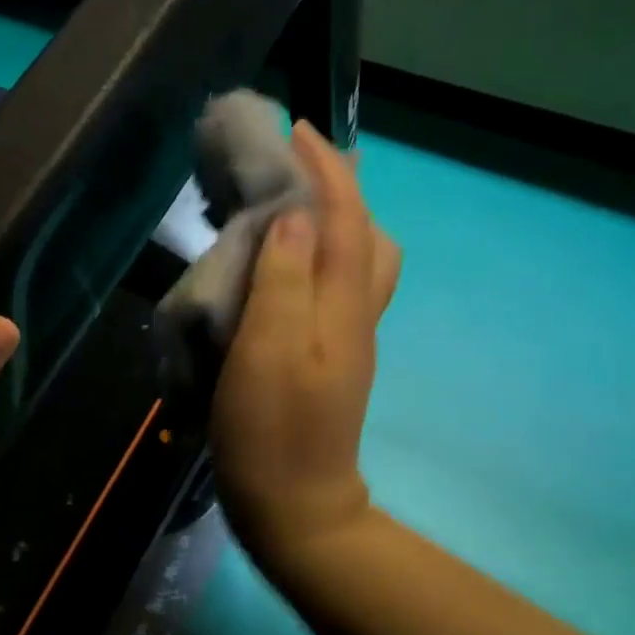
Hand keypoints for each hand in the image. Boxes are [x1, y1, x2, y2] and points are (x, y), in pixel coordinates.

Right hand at [212, 123, 400, 563]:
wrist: (295, 504)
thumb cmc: (270, 428)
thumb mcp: (268, 350)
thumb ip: (284, 279)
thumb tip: (296, 215)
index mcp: (341, 305)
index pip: (343, 218)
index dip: (324, 170)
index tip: (296, 130)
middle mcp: (355, 311)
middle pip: (366, 233)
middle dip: (339, 186)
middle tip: (294, 164)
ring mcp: (347, 335)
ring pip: (358, 257)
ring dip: (334, 217)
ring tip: (289, 201)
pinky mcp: (330, 352)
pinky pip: (336, 281)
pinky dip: (320, 250)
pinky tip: (285, 258)